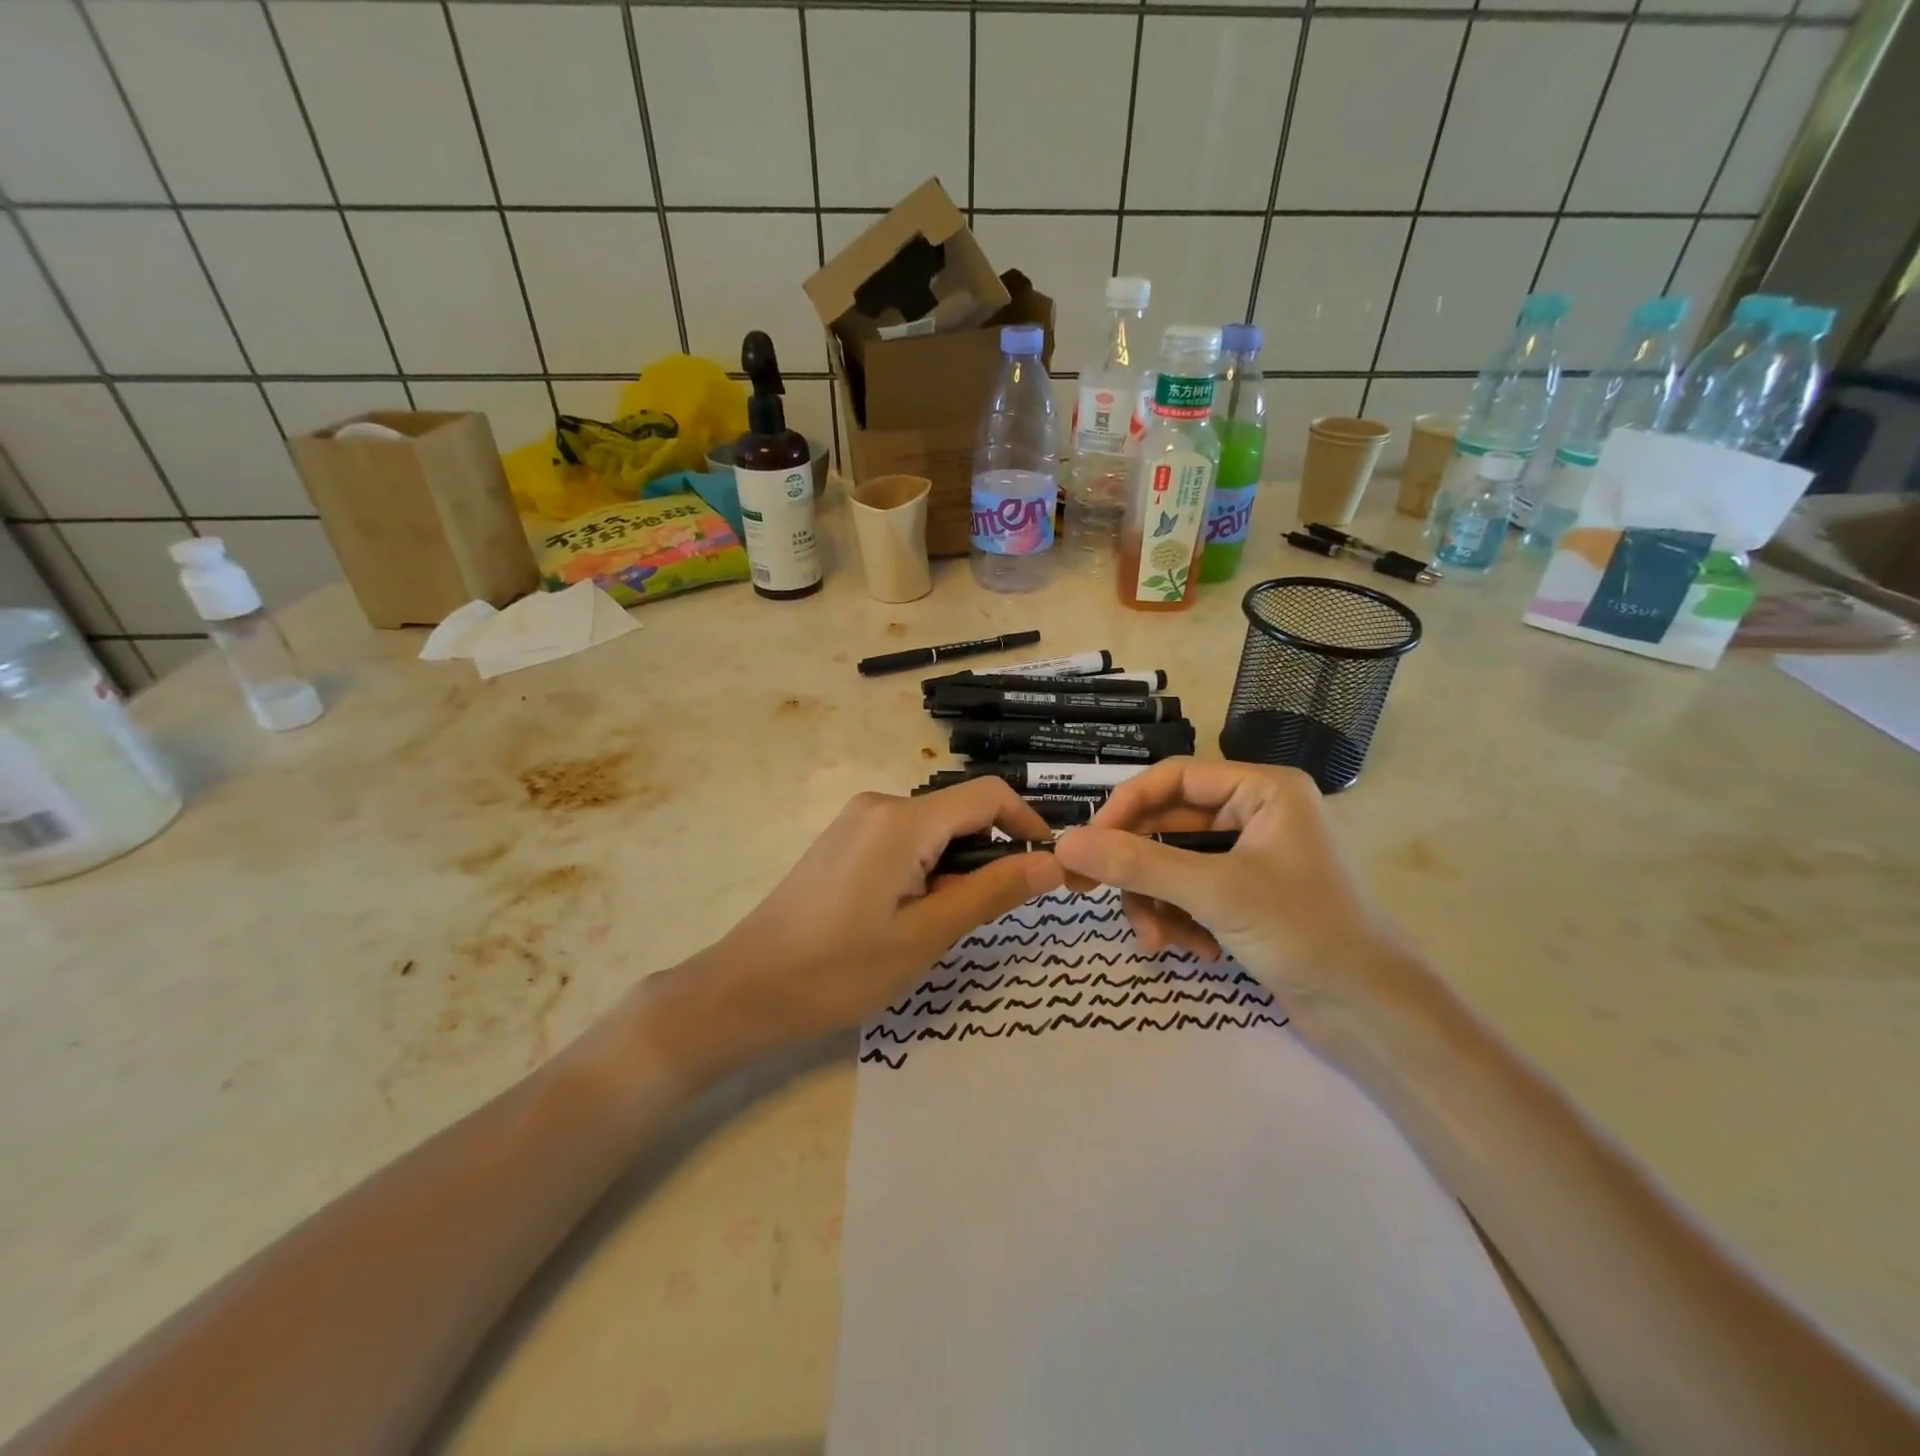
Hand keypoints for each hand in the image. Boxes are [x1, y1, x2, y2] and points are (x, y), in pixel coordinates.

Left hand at [699, 779, 1063, 1039]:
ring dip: (953, 867)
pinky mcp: (843, 839)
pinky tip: (902, 914)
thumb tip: (1052, 863)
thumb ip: (992, 892)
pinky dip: (923, 868)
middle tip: (980, 916)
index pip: (988, 795)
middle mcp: (880, 804)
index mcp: (902, 820)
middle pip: (959, 813)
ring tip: (934, 924)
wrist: (747, 988)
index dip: (1027, 823)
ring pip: (933, 830)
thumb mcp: (926, 935)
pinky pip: (903, 839)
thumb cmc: (839, 968)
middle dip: (985, 856)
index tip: (1046, 868)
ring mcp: (857, 820)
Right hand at [1053, 759, 1425, 1025]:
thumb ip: (1138, 864)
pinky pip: (1190, 891)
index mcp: (1262, 790)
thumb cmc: (1304, 932)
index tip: (1086, 843)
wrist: (1371, 1014)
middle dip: (1140, 870)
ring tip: (1160, 942)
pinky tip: (1196, 951)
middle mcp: (1255, 813)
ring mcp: (1250, 856)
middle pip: (1168, 826)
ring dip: (1157, 902)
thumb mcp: (1214, 893)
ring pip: (1173, 864)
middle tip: (1095, 894)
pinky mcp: (1245, 894)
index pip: (1173, 778)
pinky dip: (1181, 919)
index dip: (1125, 807)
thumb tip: (1066, 844)